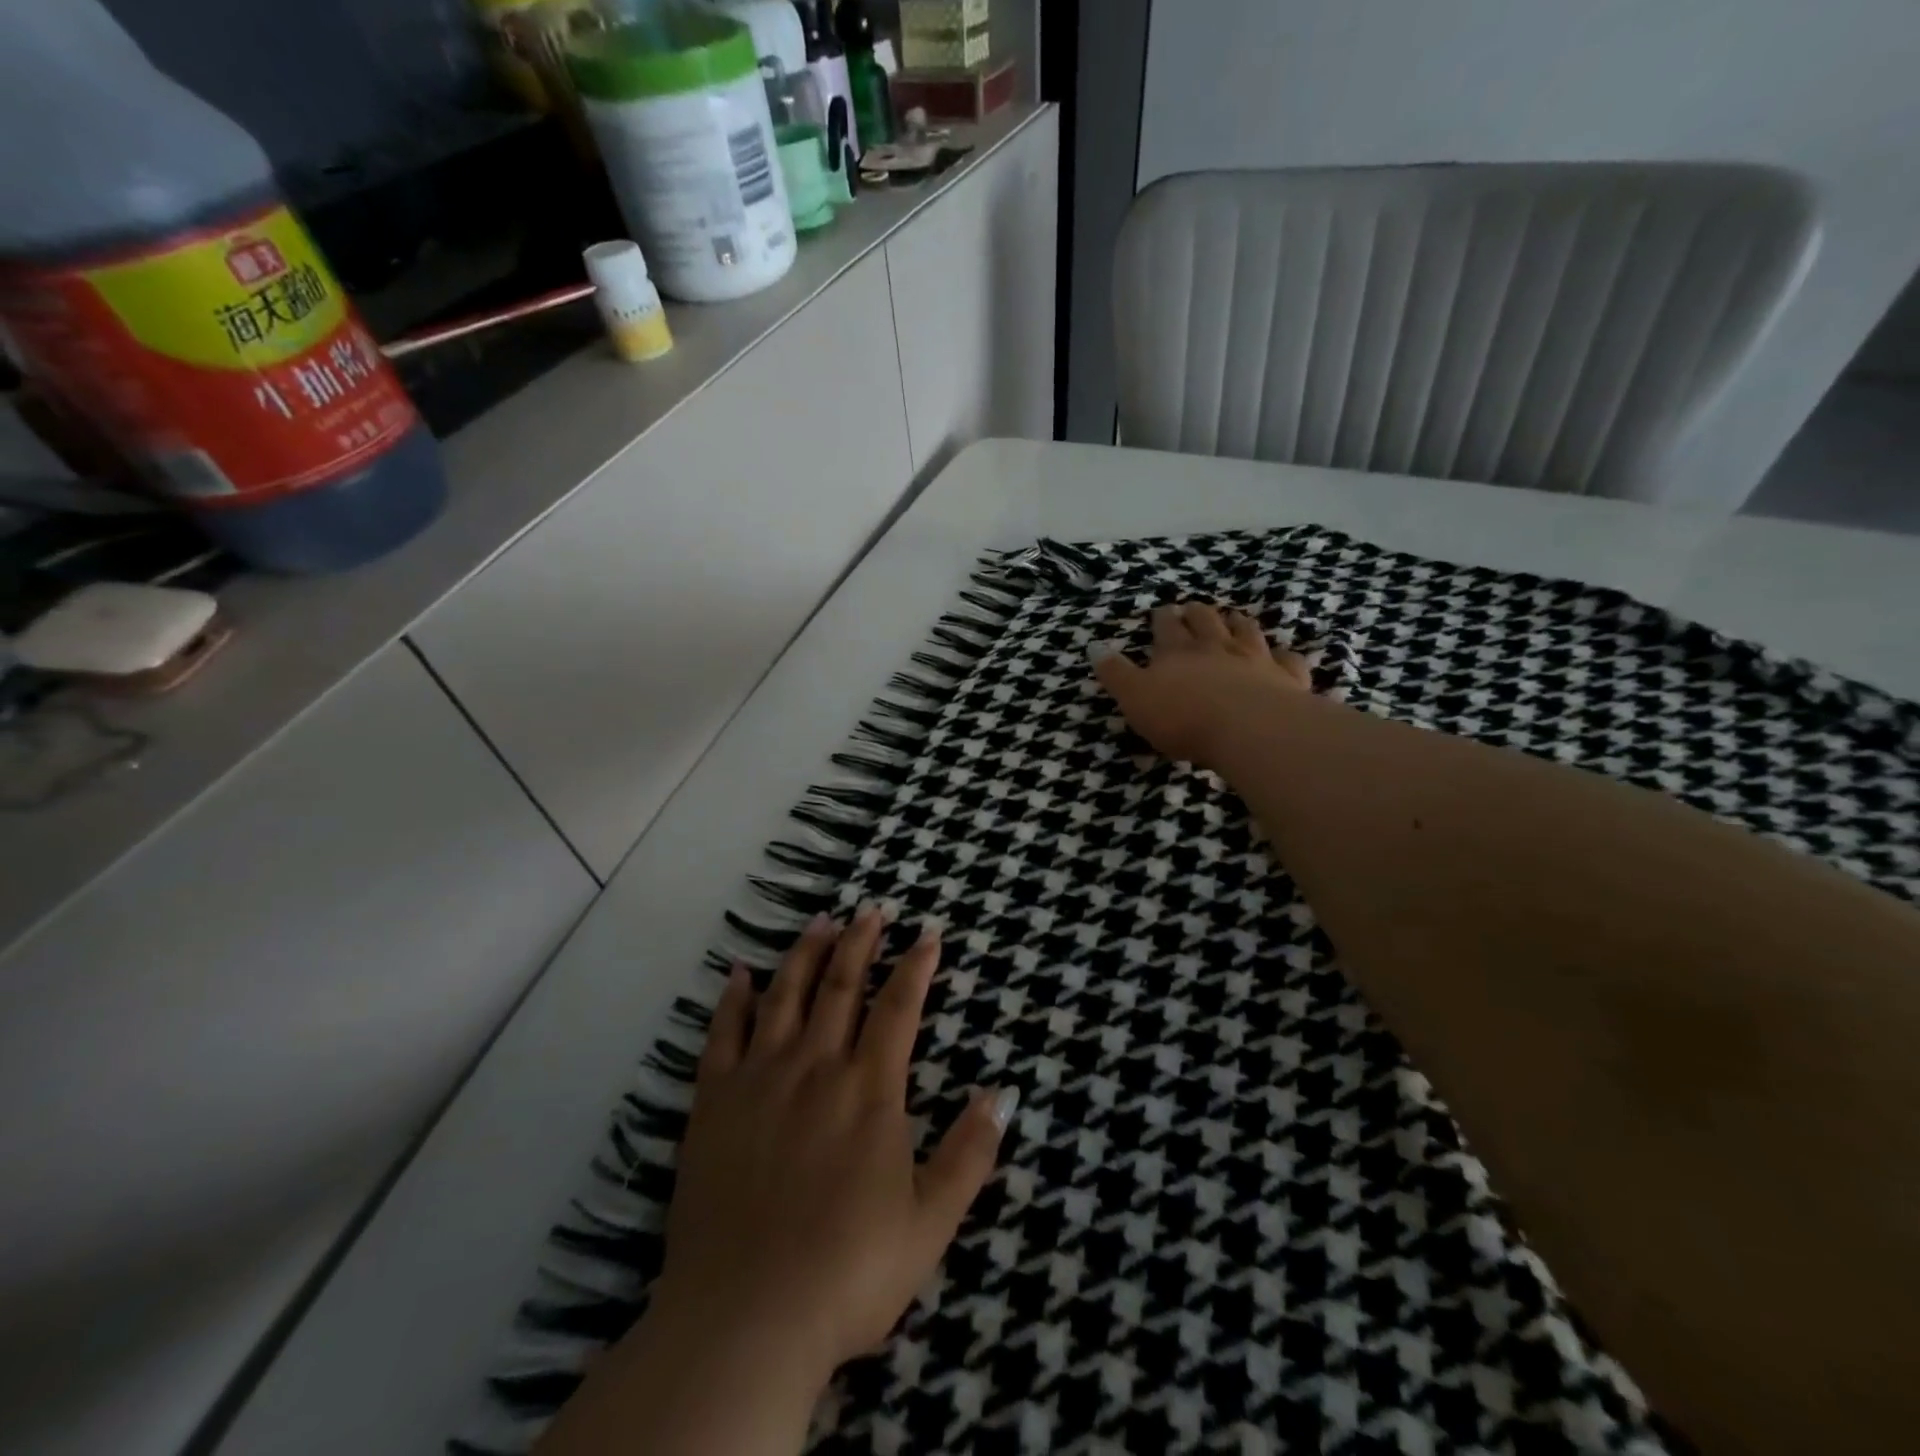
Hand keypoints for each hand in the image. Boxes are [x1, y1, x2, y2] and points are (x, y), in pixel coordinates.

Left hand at [652, 907, 1012, 1388]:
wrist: (745, 1319)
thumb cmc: (848, 1273)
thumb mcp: (931, 1223)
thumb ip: (969, 1154)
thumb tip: (1002, 1093)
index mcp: (869, 1090)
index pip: (899, 1008)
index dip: (916, 965)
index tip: (928, 932)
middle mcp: (816, 1066)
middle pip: (842, 986)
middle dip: (861, 941)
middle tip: (872, 908)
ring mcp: (761, 1079)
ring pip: (786, 995)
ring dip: (805, 953)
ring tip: (820, 921)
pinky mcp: (713, 1102)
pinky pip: (723, 1034)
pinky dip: (732, 999)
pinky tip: (739, 973)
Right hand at [1092, 603, 1309, 769]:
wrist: (1249, 729)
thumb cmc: (1183, 717)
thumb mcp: (1135, 698)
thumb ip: (1116, 674)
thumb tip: (1094, 647)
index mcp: (1176, 652)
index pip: (1166, 627)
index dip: (1162, 619)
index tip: (1161, 611)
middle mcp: (1216, 648)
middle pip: (1206, 621)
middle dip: (1197, 613)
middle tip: (1193, 607)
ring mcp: (1255, 659)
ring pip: (1246, 632)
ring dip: (1237, 623)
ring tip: (1233, 618)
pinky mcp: (1286, 678)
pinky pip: (1287, 660)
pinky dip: (1283, 655)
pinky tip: (1282, 655)